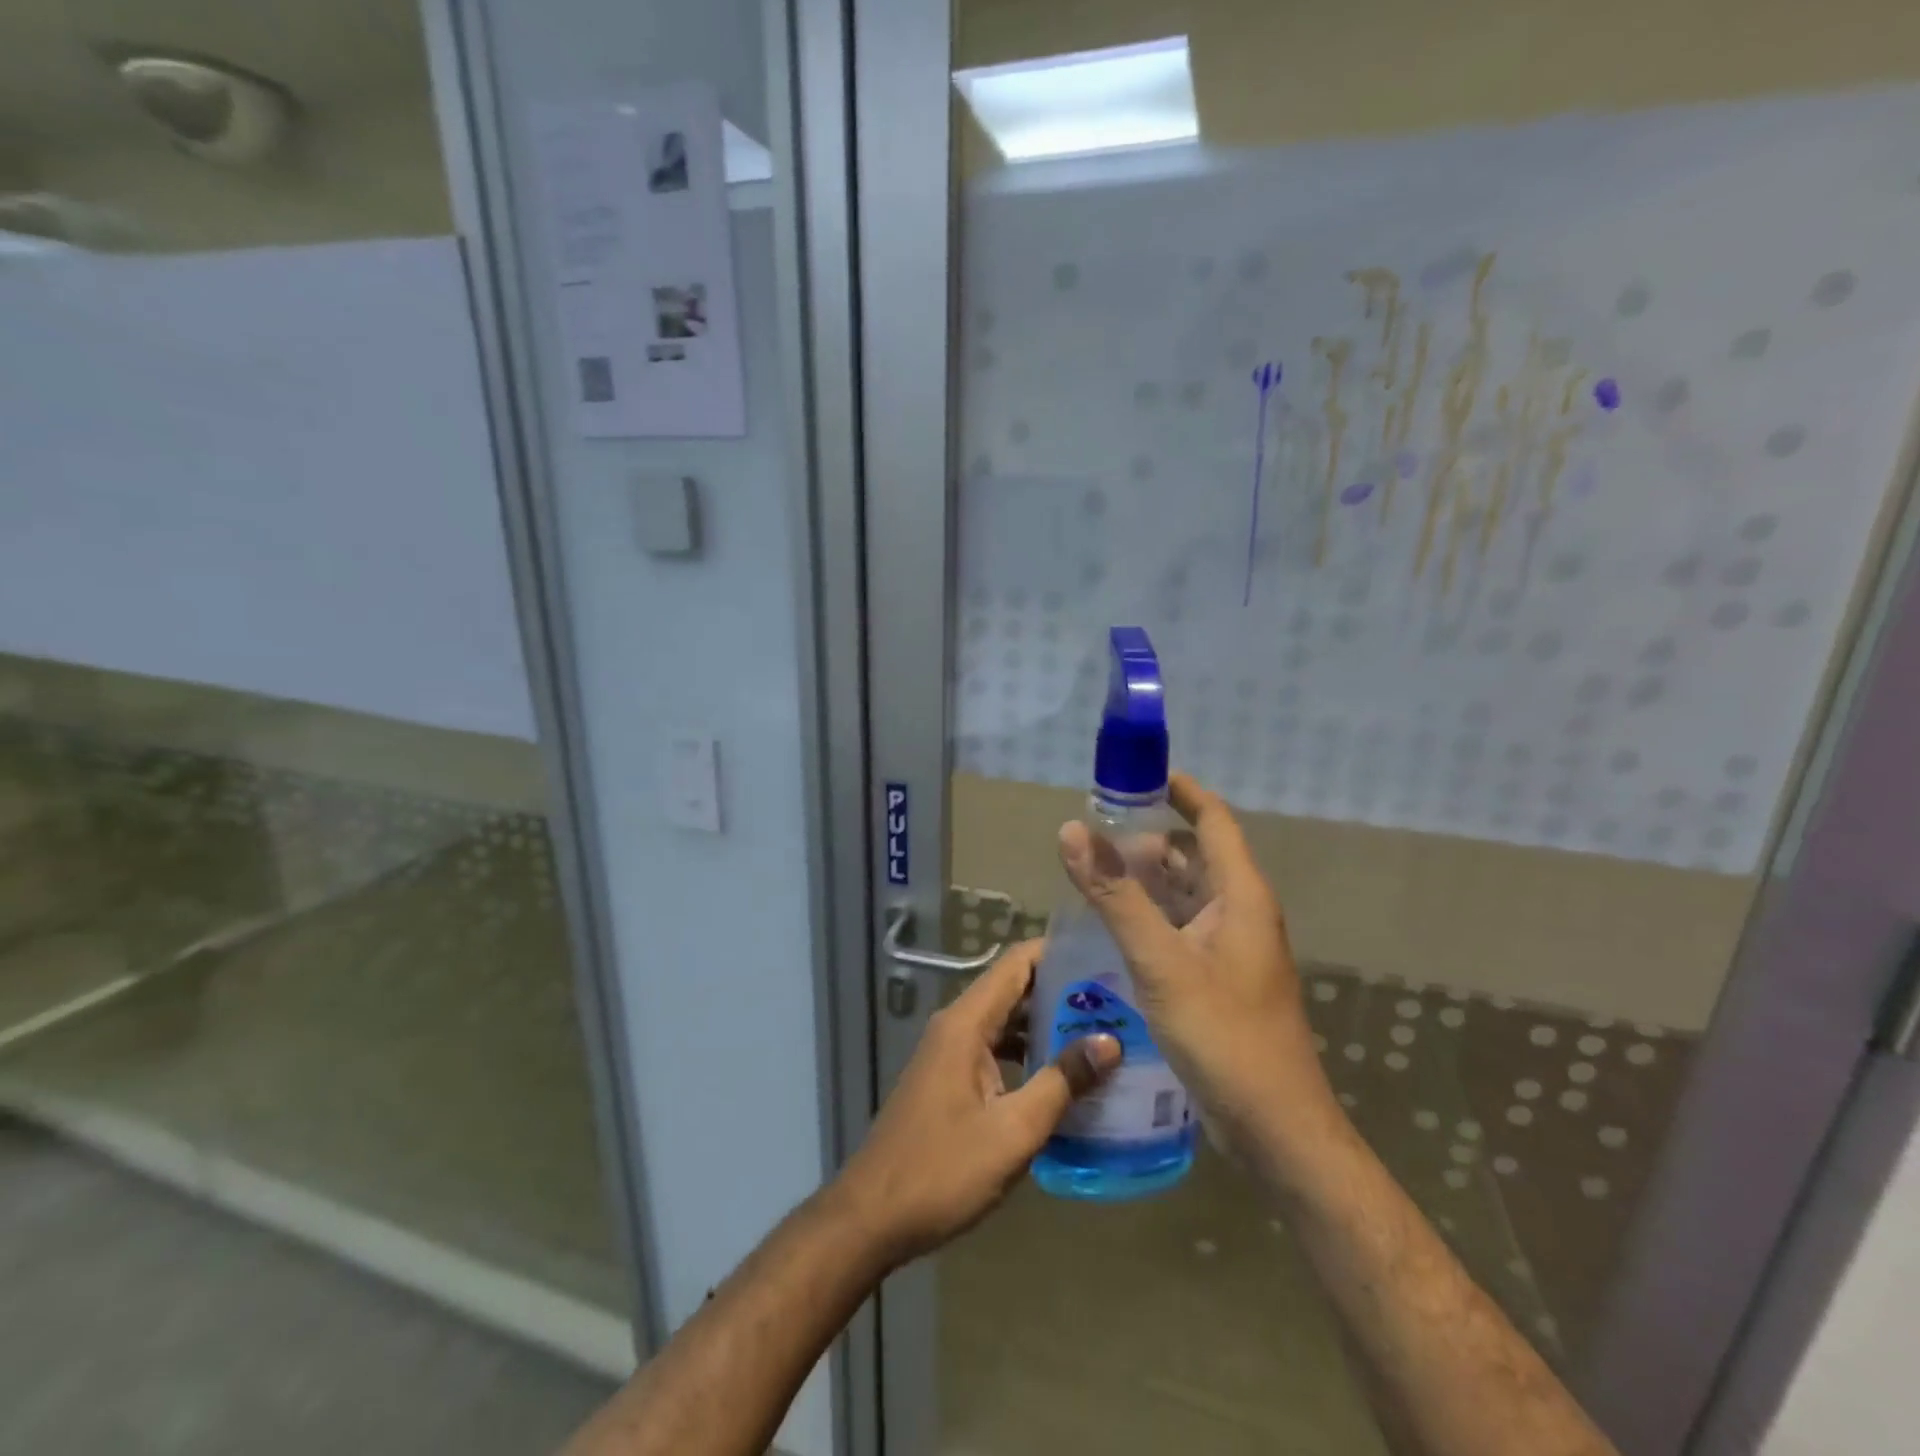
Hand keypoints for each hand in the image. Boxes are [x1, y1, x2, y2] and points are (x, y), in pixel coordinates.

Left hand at [833, 941, 1119, 1268]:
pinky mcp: (950, 1079)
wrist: (873, 1216)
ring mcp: (950, 1052)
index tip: (1104, 957)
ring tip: (1102, 1033)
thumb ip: (1061, 1082)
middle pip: (1014, 989)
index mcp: (966, 1023)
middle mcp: (956, 1026)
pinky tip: (1063, 1076)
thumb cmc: (943, 1170)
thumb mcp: (1013, 1131)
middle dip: (1063, 991)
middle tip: (1117, 1000)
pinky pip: (996, 1049)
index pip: (1017, 963)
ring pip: (1006, 1021)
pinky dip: (1028, 1053)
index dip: (1059, 953)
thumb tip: (1109, 1041)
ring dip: (1048, 1025)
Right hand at [1057, 773, 1336, 1171]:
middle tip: (1093, 835)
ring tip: (1093, 876)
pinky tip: (1114, 928)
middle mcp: (1241, 912)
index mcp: (1241, 895)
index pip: (1213, 820)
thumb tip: (1073, 831)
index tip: (1135, 776)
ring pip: (1186, 895)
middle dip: (1147, 839)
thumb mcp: (1161, 962)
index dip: (1180, 790)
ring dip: (1146, 881)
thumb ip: (1116, 896)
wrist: (1275, 1127)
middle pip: (1194, 856)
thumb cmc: (1225, 1035)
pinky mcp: (1221, 978)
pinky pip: (1183, 929)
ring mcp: (1233, 948)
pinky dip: (1151, 917)